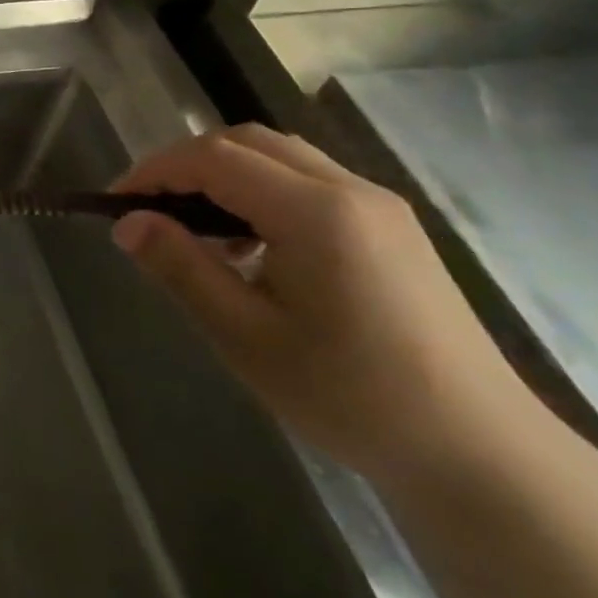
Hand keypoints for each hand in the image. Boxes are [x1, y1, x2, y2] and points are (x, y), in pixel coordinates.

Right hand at [114, 124, 541, 487]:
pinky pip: (310, 180)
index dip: (155, 170)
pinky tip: (254, 246)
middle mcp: (349, 189)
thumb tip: (127, 222)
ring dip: (225, 174)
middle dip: (187, 163)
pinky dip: (263, 190)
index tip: (116, 203)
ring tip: (197, 229)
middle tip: (150, 209)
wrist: (481, 456)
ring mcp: (378, 205)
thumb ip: (181, 268)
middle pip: (246, 142)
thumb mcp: (247, 337)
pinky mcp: (392, 226)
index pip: (213, 158)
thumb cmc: (351, 397)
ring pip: (279, 155)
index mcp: (315, 211)